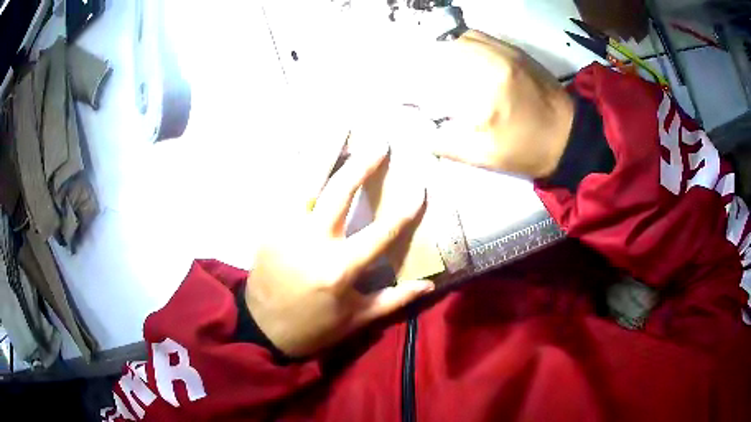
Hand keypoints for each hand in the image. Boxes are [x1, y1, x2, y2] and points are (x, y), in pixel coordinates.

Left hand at [246, 142, 432, 357]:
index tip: (419, 187)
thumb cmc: (313, 327)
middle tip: (379, 142)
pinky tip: (304, 145)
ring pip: (307, 180)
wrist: (262, 328)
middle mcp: (313, 241)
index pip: (381, 232)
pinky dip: (295, 164)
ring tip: (340, 124)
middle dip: (362, 164)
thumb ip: (393, 300)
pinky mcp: (268, 225)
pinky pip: (282, 187)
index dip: (404, 210)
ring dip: (325, 150)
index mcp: (339, 268)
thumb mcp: (356, 320)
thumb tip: (429, 285)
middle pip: (340, 192)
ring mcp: (285, 228)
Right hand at [426, 30, 574, 177]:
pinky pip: (482, 37)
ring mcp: (507, 51)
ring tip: (440, 66)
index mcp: (488, 86)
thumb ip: (449, 145)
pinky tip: (463, 59)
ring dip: (447, 49)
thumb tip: (422, 135)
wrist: (570, 136)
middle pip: (449, 46)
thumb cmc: (529, 149)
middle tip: (423, 76)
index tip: (409, 91)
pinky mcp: (516, 51)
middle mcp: (496, 59)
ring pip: (464, 37)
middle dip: (429, 59)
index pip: (439, 71)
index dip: (418, 77)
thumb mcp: (487, 157)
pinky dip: (465, 44)